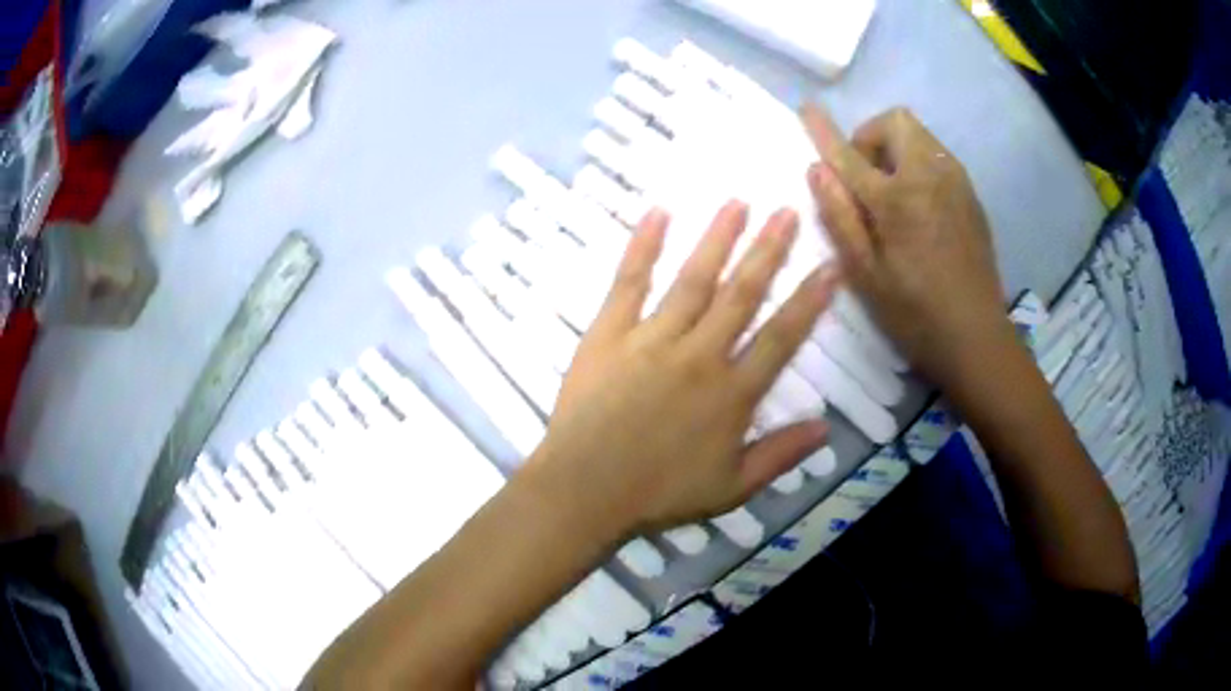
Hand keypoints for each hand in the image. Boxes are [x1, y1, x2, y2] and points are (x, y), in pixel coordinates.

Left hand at [529, 202, 840, 537]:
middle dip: (768, 250)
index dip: (809, 301)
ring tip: (737, 203)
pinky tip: (658, 212)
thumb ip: (780, 456)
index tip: (829, 267)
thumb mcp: (732, 489)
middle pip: (742, 294)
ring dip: (718, 238)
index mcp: (732, 394)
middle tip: (787, 211)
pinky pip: (629, 282)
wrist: (585, 491)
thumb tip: (827, 428)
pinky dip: (643, 246)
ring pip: (694, 279)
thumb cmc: (659, 494)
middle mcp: (700, 355)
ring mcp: (652, 339)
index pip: (782, 337)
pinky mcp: (609, 333)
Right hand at [801, 105, 1014, 390]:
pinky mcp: (971, 194)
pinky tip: (919, 207)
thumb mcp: (866, 274)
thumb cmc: (915, 313)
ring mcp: (956, 181)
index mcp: (898, 197)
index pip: (850, 152)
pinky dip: (918, 164)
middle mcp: (930, 174)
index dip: (824, 130)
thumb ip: (839, 216)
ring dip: (896, 149)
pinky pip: (938, 157)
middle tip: (865, 177)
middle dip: (872, 136)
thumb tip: (817, 170)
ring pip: (920, 136)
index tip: (807, 107)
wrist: (976, 337)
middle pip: (896, 121)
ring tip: (892, 195)